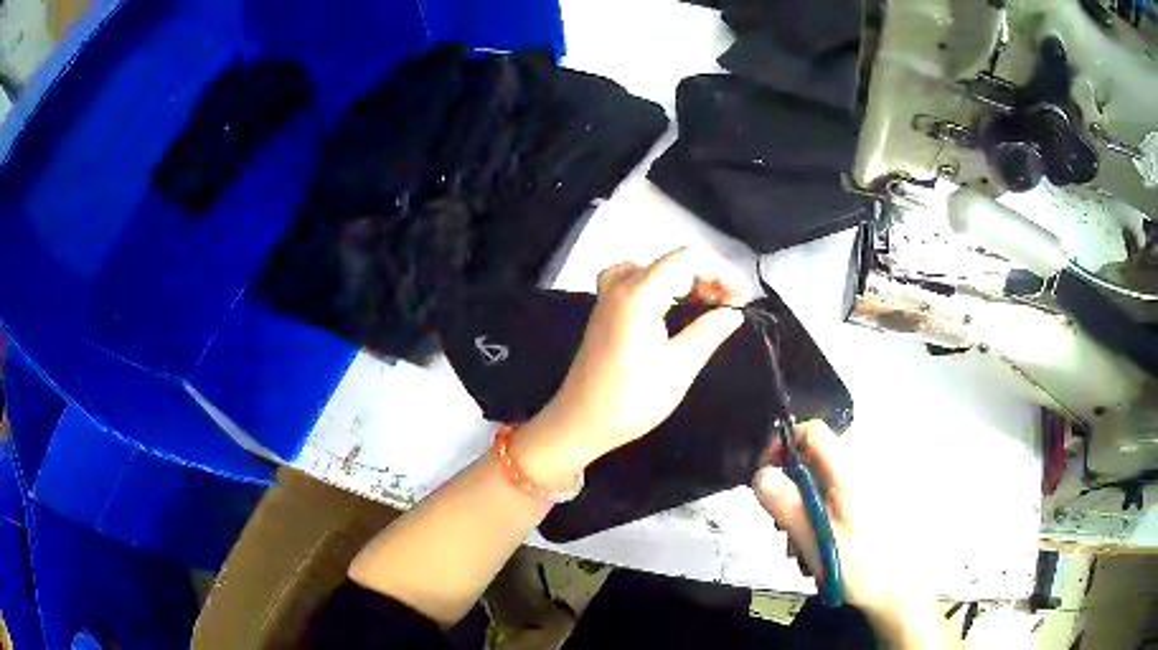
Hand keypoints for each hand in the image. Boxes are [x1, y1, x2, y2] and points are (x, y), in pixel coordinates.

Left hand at [515, 250, 744, 484]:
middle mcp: (620, 285)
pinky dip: (660, 284)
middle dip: (706, 278)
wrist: (579, 422)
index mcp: (639, 295)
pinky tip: (670, 306)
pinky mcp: (603, 310)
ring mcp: (607, 296)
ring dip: (684, 280)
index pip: (687, 259)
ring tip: (705, 305)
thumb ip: (708, 332)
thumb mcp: (678, 369)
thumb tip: (734, 311)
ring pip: (653, 267)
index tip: (740, 300)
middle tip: (729, 308)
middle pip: (671, 261)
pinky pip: (635, 279)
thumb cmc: (630, 401)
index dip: (719, 273)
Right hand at [754, 422, 932, 629]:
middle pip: (811, 462)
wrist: (898, 589)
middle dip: (788, 492)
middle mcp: (856, 473)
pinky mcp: (863, 506)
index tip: (765, 476)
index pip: (812, 432)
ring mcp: (861, 490)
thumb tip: (760, 475)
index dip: (784, 444)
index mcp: (847, 474)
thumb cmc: (860, 567)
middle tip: (782, 529)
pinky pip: (830, 501)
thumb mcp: (818, 541)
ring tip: (801, 549)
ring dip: (801, 513)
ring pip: (818, 486)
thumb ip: (789, 508)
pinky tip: (817, 549)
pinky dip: (817, 520)